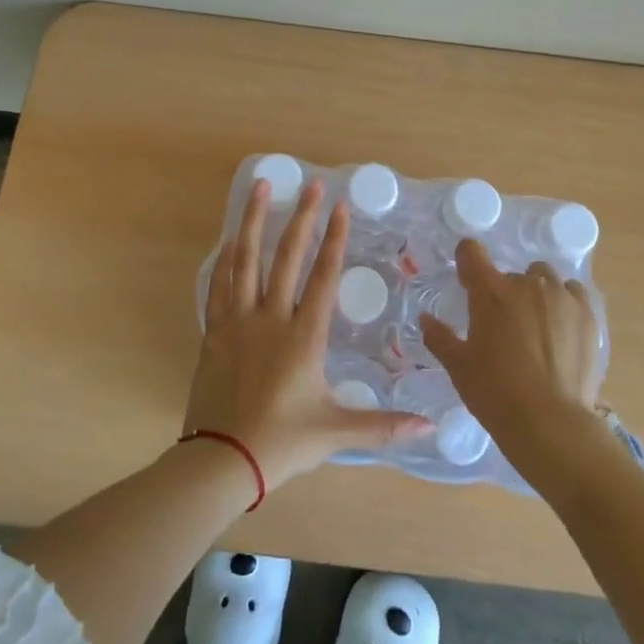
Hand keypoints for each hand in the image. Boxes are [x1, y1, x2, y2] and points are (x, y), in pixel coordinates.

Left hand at [188, 177, 430, 490]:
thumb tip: (429, 428)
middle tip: (311, 184)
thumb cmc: (283, 442)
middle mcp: (271, 318)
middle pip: (287, 257)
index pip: (323, 276)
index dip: (334, 239)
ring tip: (261, 187)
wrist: (222, 460)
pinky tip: (230, 238)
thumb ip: (383, 425)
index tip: (340, 206)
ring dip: (255, 221)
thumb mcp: (336, 431)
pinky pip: (218, 285)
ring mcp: (238, 321)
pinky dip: (225, 259)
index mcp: (304, 336)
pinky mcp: (214, 332)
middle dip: (302, 218)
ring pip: (246, 260)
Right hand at [421, 239, 601, 464]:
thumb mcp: (458, 366)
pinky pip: (573, 291)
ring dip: (536, 292)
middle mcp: (526, 284)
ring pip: (544, 278)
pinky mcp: (587, 313)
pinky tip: (562, 326)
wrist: (550, 422)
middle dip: (504, 293)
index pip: (472, 252)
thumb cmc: (495, 392)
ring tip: (536, 324)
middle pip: (510, 274)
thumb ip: (439, 337)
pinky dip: (564, 300)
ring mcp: (560, 296)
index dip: (467, 260)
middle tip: (504, 326)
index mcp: (490, 292)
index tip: (468, 277)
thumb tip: (425, 319)